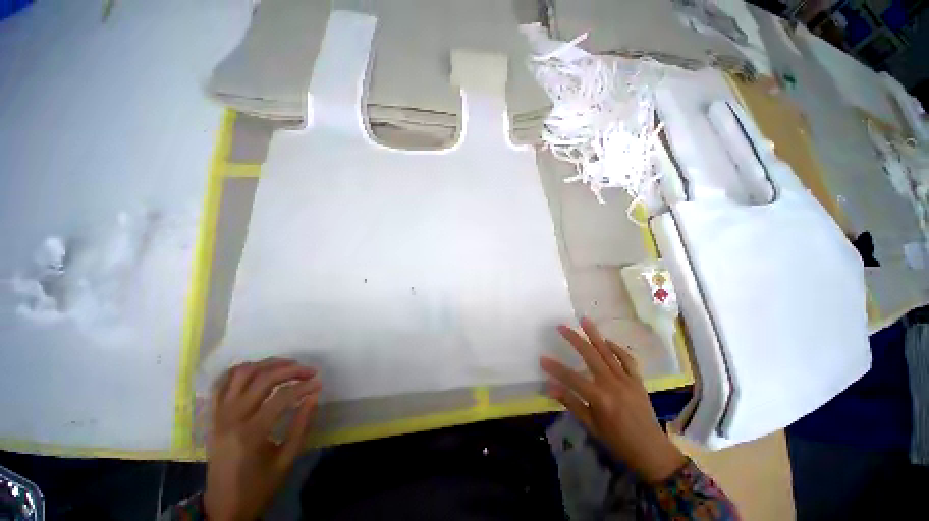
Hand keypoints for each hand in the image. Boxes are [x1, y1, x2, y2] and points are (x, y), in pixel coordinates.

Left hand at [205, 358, 320, 520]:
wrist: (223, 507)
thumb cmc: (258, 486)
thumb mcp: (286, 460)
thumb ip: (302, 425)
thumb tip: (315, 395)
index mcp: (250, 433)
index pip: (281, 397)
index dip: (304, 386)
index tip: (319, 383)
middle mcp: (231, 418)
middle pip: (262, 379)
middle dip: (290, 369)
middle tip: (309, 371)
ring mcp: (218, 415)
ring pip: (240, 374)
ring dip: (266, 364)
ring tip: (287, 366)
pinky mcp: (212, 416)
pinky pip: (222, 383)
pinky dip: (241, 371)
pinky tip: (258, 371)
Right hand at [540, 318, 685, 482]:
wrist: (652, 452)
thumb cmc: (618, 441)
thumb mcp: (591, 425)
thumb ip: (571, 403)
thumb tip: (550, 387)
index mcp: (599, 398)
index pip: (572, 378)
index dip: (555, 368)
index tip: (542, 358)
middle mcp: (612, 383)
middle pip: (590, 355)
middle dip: (574, 338)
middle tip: (561, 326)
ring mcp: (626, 379)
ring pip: (608, 351)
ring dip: (595, 334)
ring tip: (584, 320)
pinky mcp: (637, 380)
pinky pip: (627, 359)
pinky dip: (617, 348)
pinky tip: (607, 341)